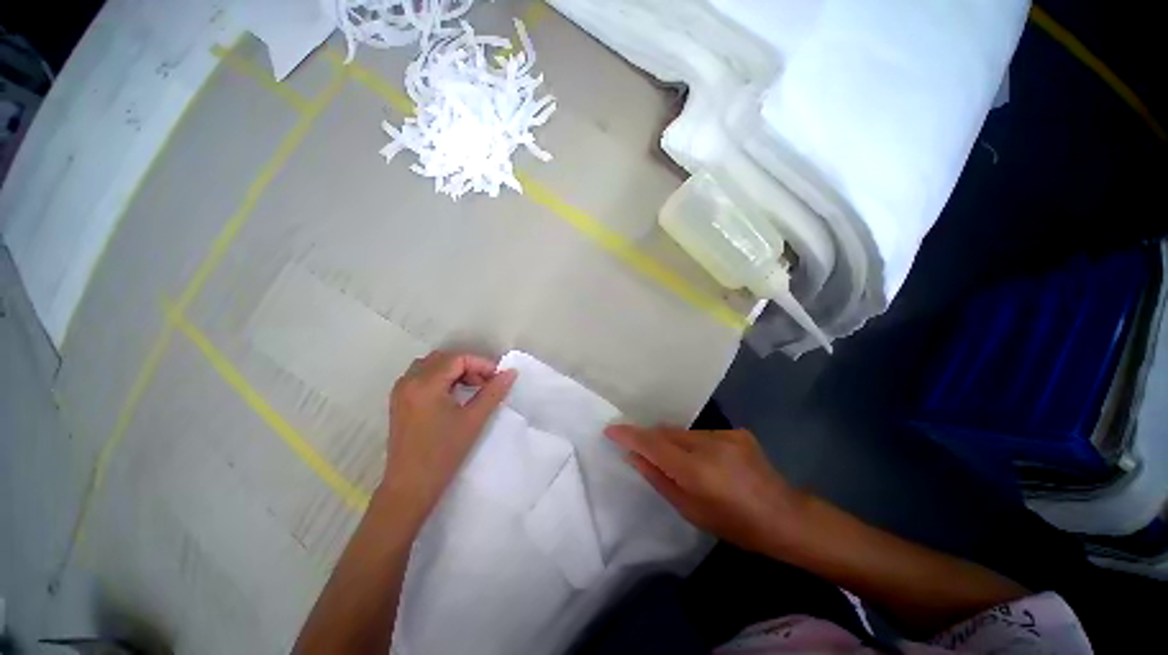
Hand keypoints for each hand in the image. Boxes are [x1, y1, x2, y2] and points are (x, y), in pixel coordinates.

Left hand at [379, 350, 516, 526]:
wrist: (410, 487)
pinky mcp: (399, 402)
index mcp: (425, 384)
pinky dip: (441, 379)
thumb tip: (511, 373)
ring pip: (432, 366)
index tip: (497, 378)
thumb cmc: (443, 453)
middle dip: (468, 366)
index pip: (458, 358)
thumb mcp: (474, 420)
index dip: (481, 364)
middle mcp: (408, 381)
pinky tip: (454, 396)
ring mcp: (401, 391)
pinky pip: (422, 377)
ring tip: (472, 389)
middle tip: (486, 384)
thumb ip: (493, 392)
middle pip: (444, 359)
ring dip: (454, 371)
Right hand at [605, 426, 805, 555]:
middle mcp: (710, 445)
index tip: (611, 429)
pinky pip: (703, 434)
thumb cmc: (735, 525)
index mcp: (697, 471)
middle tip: (640, 449)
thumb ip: (658, 479)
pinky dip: (695, 444)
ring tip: (679, 461)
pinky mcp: (737, 431)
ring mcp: (726, 435)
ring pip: (684, 432)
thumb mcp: (691, 510)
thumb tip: (634, 456)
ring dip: (674, 442)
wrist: (785, 517)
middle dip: (651, 438)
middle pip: (667, 433)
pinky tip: (707, 461)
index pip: (654, 445)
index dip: (630, 435)